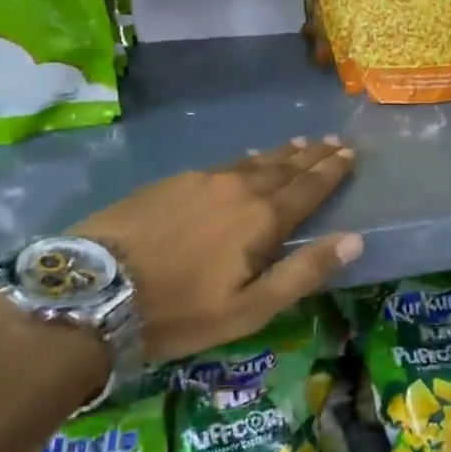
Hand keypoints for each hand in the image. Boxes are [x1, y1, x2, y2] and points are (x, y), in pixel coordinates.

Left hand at [74, 137, 361, 361]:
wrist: (94, 290)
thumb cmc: (181, 309)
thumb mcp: (251, 307)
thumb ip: (305, 272)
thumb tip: (355, 239)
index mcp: (264, 218)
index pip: (309, 187)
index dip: (332, 171)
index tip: (350, 154)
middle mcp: (239, 188)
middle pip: (285, 167)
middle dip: (313, 155)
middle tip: (333, 141)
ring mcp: (203, 180)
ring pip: (254, 161)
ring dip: (282, 153)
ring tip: (301, 143)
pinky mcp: (172, 181)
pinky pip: (224, 163)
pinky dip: (246, 159)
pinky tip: (247, 159)